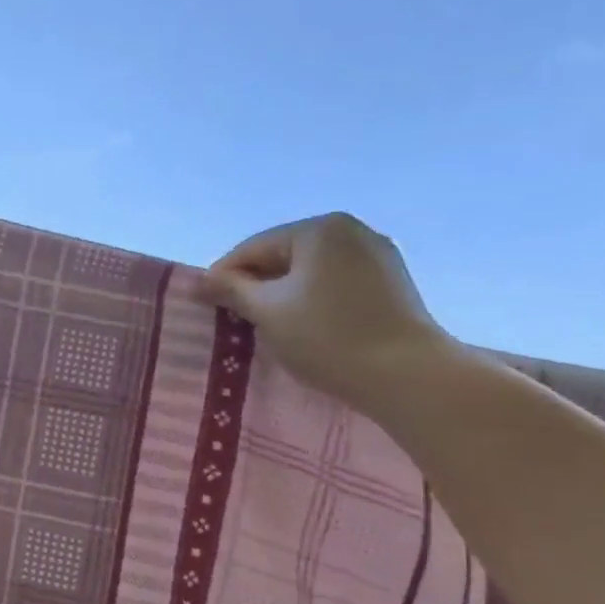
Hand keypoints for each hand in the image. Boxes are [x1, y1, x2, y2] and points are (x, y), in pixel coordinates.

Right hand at [197, 212, 452, 411]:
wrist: (404, 373)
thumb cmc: (327, 336)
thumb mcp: (267, 312)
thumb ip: (231, 290)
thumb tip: (200, 280)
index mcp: (319, 230)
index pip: (254, 247)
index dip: (224, 276)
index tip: (206, 306)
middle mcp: (351, 231)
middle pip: (284, 255)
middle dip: (256, 285)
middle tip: (234, 320)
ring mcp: (377, 256)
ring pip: (310, 272)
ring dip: (283, 295)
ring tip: (267, 327)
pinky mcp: (391, 284)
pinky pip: (336, 285)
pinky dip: (312, 301)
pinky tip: (305, 328)